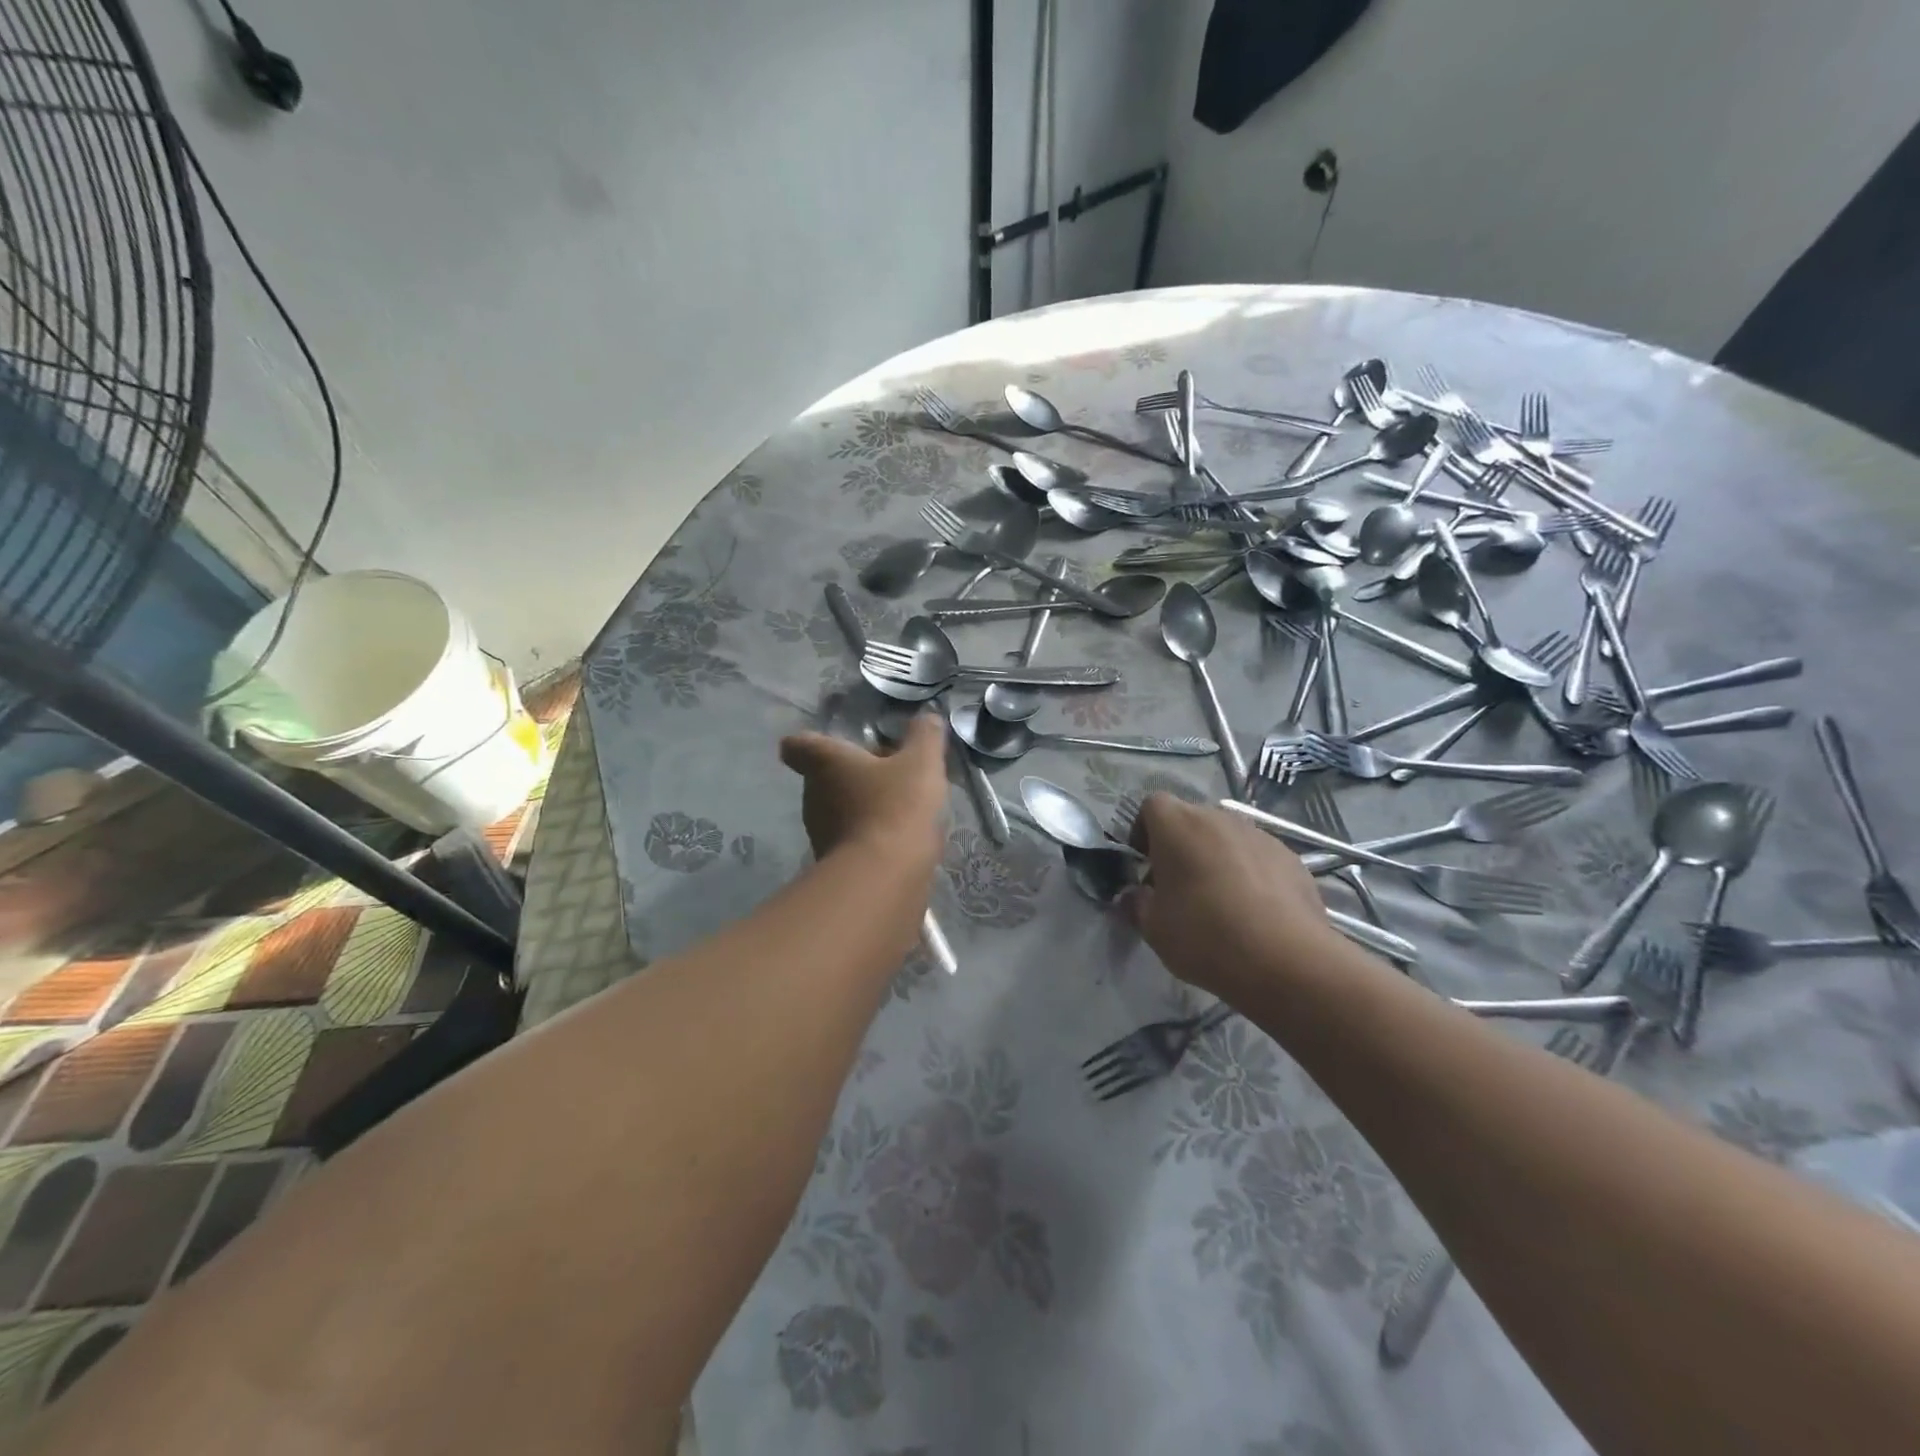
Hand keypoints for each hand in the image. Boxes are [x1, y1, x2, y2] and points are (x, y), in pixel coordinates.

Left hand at [779, 712, 948, 871]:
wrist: (884, 878)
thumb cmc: (897, 806)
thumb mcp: (922, 762)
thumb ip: (926, 735)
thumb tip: (928, 717)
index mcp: (825, 762)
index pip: (798, 745)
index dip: (810, 742)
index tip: (833, 744)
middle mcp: (813, 795)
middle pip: (825, 776)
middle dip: (854, 773)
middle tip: (892, 773)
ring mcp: (820, 832)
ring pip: (838, 808)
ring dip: (863, 805)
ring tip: (902, 807)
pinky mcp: (833, 863)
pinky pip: (850, 838)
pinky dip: (870, 835)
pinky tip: (901, 839)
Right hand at [1124, 793, 1336, 997]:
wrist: (1286, 960)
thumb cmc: (1205, 936)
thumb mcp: (1154, 928)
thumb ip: (1137, 904)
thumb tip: (1134, 895)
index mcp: (1177, 825)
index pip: (1152, 805)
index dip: (1143, 831)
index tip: (1145, 864)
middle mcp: (1219, 818)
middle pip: (1191, 820)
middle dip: (1180, 846)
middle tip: (1178, 887)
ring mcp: (1260, 835)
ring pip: (1226, 838)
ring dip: (1216, 858)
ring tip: (1220, 902)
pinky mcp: (1291, 857)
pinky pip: (1258, 857)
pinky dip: (1250, 874)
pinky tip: (1254, 912)